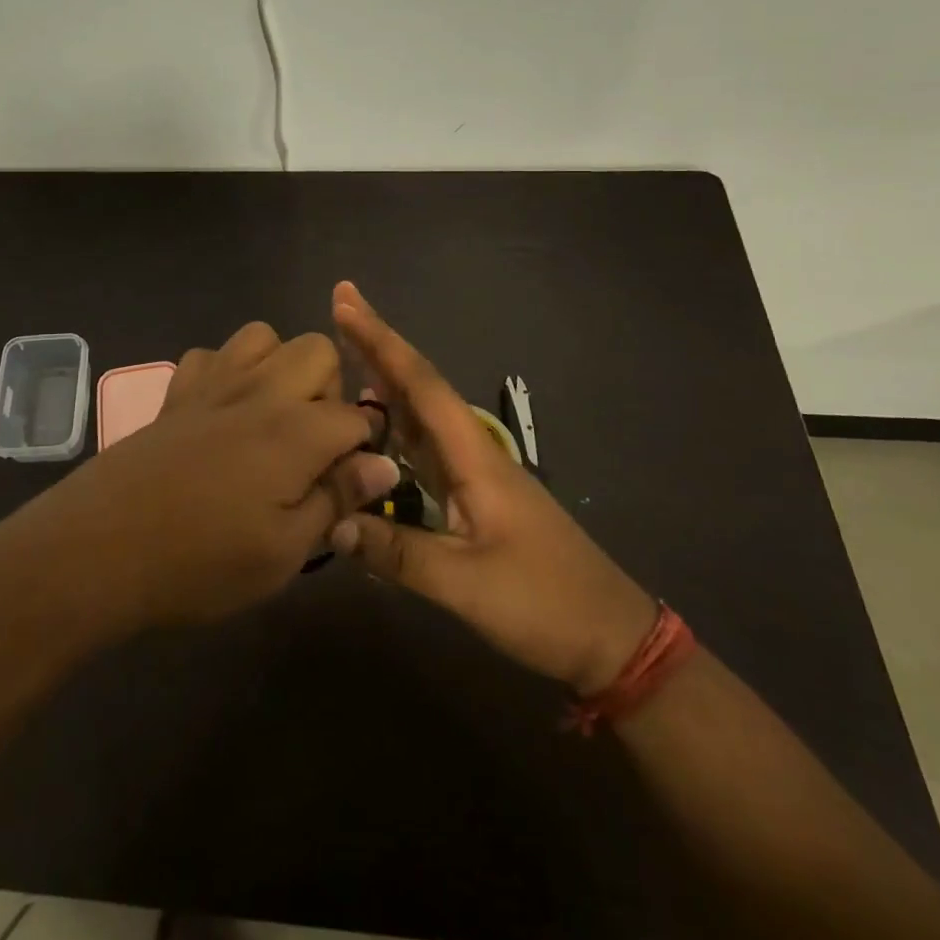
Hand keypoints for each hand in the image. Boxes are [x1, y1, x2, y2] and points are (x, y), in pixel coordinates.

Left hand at [15, 321, 399, 632]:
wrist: (98, 549)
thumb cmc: (199, 563)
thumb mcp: (283, 552)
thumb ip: (336, 499)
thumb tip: (384, 464)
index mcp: (294, 430)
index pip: (356, 416)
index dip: (364, 447)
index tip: (351, 481)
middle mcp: (259, 390)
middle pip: (317, 350)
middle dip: (329, 389)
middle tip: (312, 445)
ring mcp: (212, 383)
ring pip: (263, 336)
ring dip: (279, 367)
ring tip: (271, 418)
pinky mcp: (175, 392)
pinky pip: (210, 354)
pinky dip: (226, 371)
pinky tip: (219, 412)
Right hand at [329, 282, 657, 693]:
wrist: (609, 636)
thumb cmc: (544, 603)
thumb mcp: (467, 585)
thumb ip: (398, 553)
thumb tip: (331, 525)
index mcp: (473, 456)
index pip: (420, 384)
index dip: (380, 341)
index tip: (346, 302)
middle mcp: (471, 451)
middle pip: (418, 386)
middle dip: (378, 345)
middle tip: (339, 306)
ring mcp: (472, 473)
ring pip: (419, 413)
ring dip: (383, 378)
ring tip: (343, 353)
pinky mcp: (471, 496)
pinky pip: (421, 446)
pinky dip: (393, 422)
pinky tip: (372, 424)